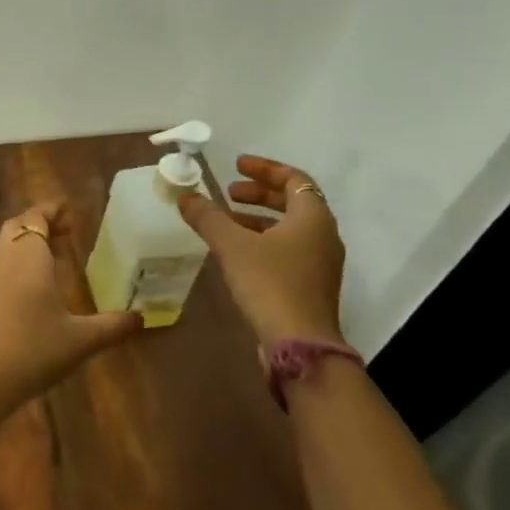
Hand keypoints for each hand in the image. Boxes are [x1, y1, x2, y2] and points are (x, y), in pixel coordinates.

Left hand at [0, 201, 141, 416]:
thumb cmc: (32, 352)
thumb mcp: (80, 341)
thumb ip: (112, 326)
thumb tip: (143, 317)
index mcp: (28, 258)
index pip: (36, 218)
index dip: (52, 210)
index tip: (69, 211)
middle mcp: (4, 261)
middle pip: (17, 227)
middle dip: (40, 223)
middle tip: (66, 232)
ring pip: (5, 247)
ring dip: (27, 244)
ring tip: (55, 258)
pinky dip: (17, 264)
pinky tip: (34, 290)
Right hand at [176, 155, 346, 346]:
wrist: (299, 343)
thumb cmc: (270, 284)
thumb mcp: (233, 246)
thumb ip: (208, 218)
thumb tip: (185, 196)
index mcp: (313, 217)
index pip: (294, 179)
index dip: (264, 169)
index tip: (236, 165)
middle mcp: (323, 234)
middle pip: (293, 202)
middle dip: (259, 193)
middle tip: (228, 192)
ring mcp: (320, 262)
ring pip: (290, 228)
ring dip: (259, 218)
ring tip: (227, 221)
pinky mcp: (311, 284)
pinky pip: (288, 249)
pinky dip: (264, 240)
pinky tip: (238, 252)